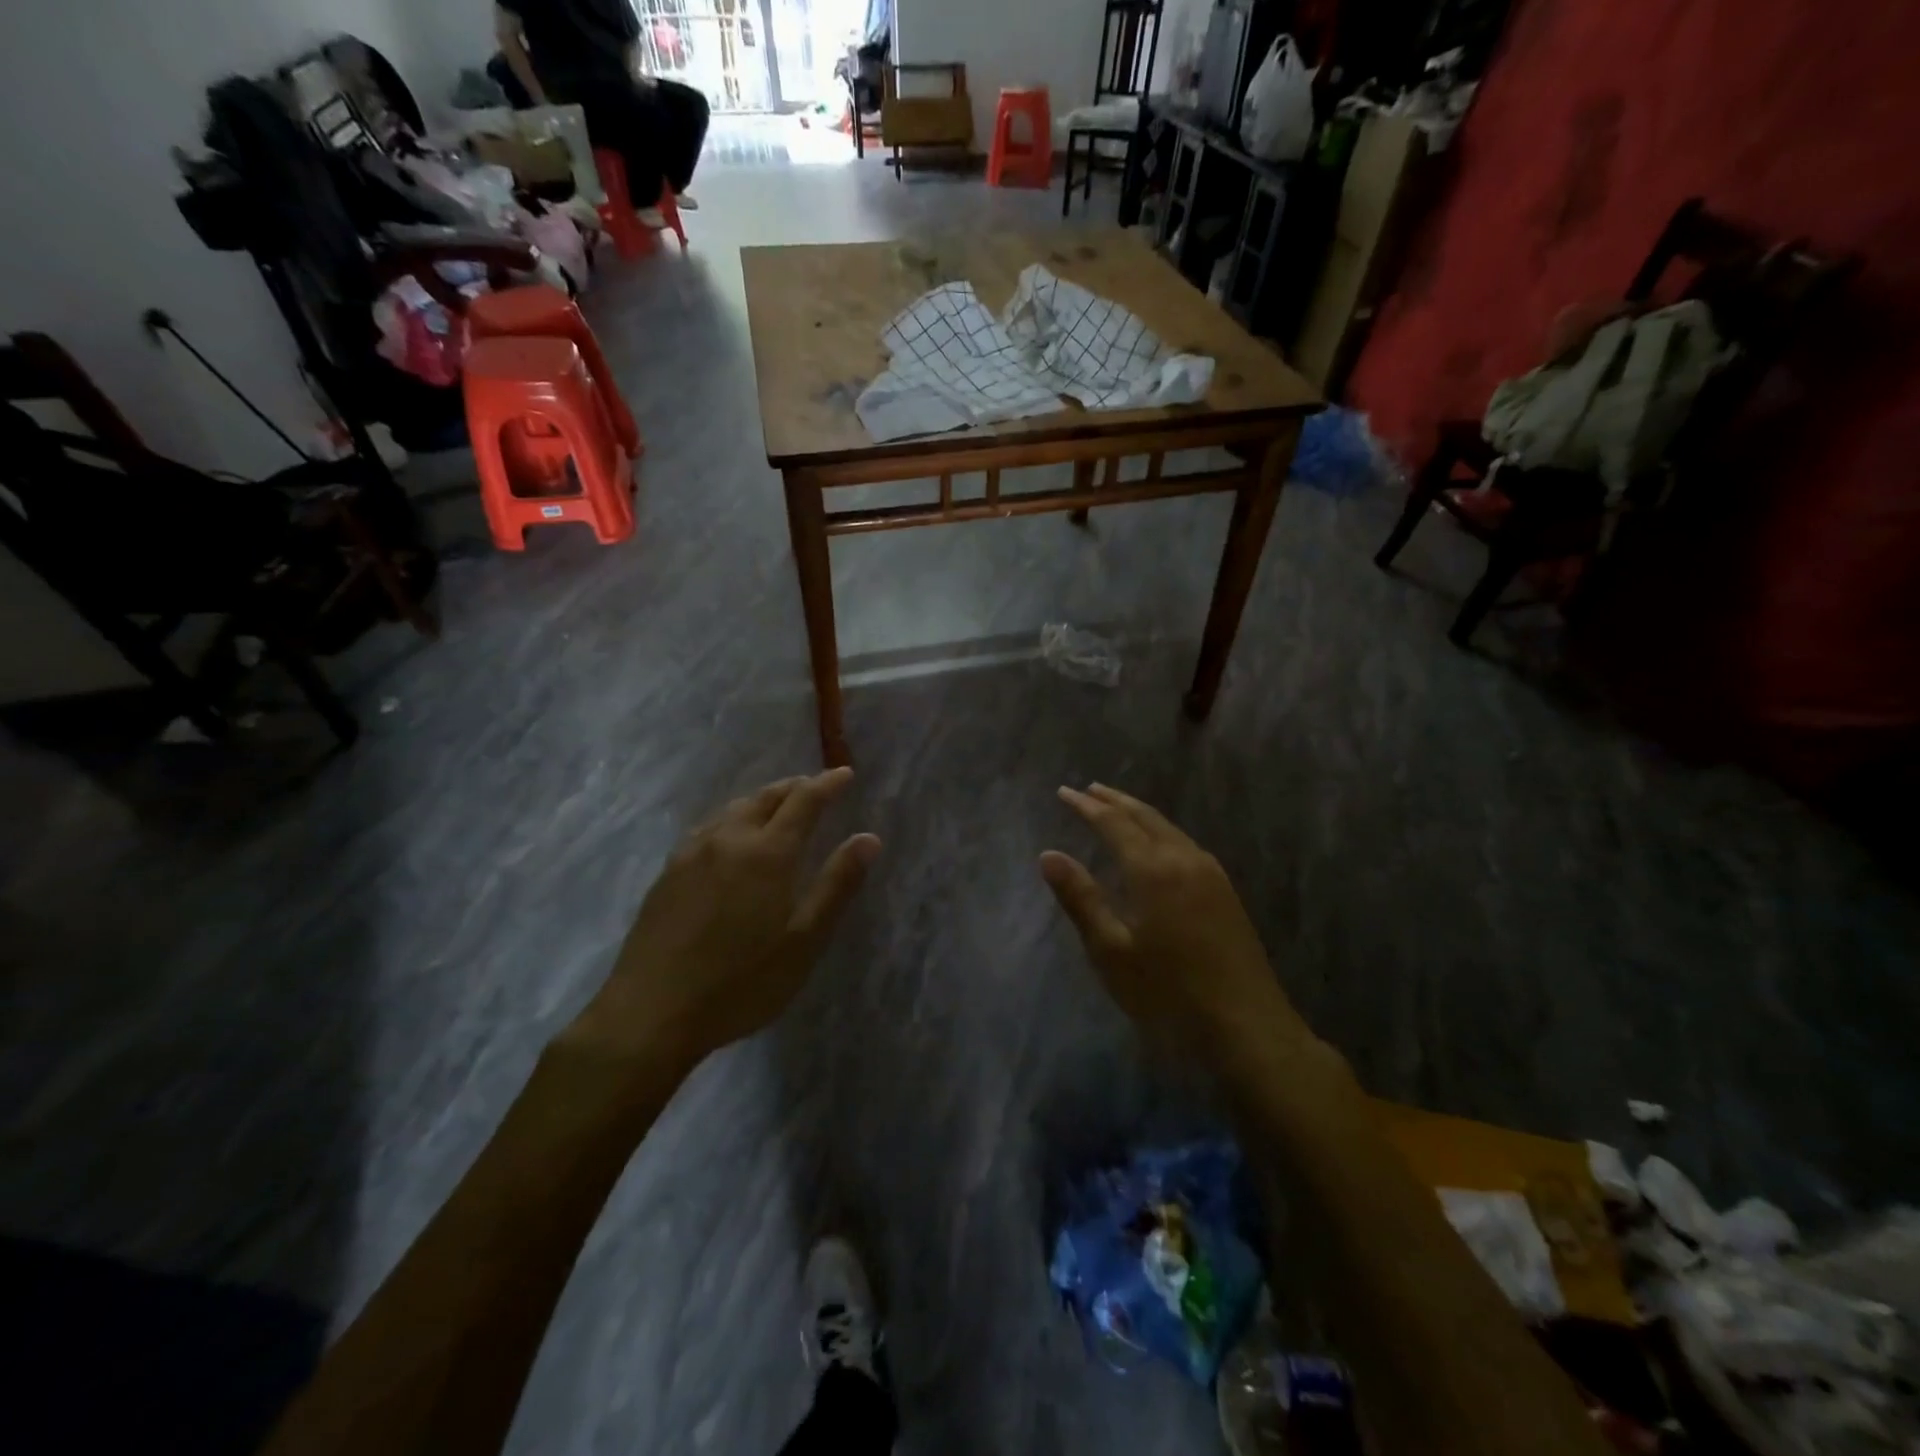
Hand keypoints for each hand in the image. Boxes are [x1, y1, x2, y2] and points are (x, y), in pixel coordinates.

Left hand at [574, 769, 879, 1069]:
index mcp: (767, 853)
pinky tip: (729, 837)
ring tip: (778, 806)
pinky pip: (709, 827)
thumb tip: (868, 838)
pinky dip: (733, 818)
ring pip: (734, 809)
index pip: (804, 801)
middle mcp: (728, 840)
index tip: (846, 774)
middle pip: (766, 797)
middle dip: (795, 787)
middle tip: (816, 786)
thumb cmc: (741, 982)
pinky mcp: (668, 873)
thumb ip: (837, 885)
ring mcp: (692, 854)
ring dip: (762, 800)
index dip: (827, 784)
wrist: (650, 1013)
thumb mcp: (804, 941)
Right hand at [1040, 784, 1298, 1062]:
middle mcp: (1184, 859)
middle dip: (1114, 801)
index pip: (1113, 823)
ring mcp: (1211, 874)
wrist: (1246, 1026)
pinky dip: (1161, 831)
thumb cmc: (1168, 992)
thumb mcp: (1111, 950)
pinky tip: (1157, 845)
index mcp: (1154, 869)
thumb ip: (1081, 898)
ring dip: (1139, 814)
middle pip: (1145, 816)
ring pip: (1169, 828)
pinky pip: (1185, 844)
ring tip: (1117, 808)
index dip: (1086, 806)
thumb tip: (1048, 855)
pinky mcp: (1226, 892)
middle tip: (1088, 789)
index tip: (1063, 792)